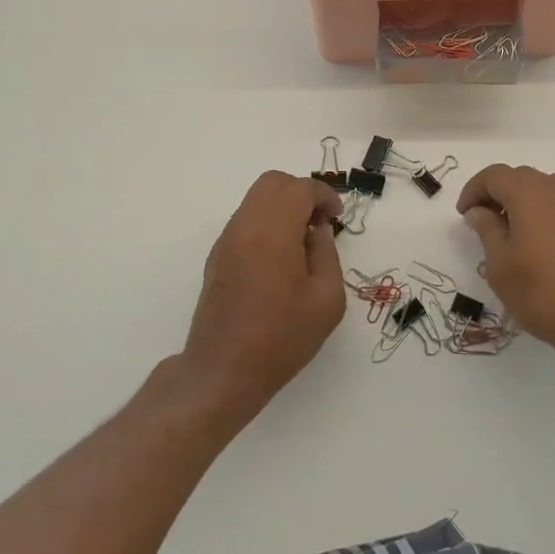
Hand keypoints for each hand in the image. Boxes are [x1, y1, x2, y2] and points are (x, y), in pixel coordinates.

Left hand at [181, 172, 346, 428]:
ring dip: (282, 206)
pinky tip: (280, 256)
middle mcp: (245, 226)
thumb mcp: (326, 300)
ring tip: (301, 240)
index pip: (300, 188)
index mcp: (273, 232)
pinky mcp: (217, 255)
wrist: (222, 371)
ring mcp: (227, 239)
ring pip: (256, 198)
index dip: (324, 195)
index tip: (336, 217)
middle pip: (273, 182)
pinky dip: (267, 221)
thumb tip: (317, 230)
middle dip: (301, 192)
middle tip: (319, 221)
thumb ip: (327, 254)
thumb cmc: (281, 338)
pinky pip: (246, 219)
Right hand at [457, 165, 554, 367]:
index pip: (493, 175)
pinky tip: (540, 245)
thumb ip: (486, 229)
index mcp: (529, 192)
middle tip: (483, 223)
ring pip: (543, 190)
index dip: (473, 190)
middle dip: (497, 194)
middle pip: (519, 178)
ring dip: (521, 202)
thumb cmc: (542, 292)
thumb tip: (479, 211)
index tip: (464, 215)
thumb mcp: (500, 264)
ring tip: (511, 234)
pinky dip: (544, 214)